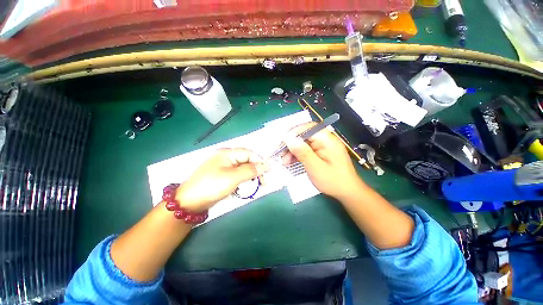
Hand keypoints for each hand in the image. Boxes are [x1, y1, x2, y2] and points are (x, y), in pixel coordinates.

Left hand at [176, 148, 268, 211]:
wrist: (189, 202)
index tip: (268, 172)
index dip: (260, 161)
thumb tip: (267, 165)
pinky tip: (245, 187)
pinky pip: (237, 175)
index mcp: (228, 153)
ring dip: (250, 176)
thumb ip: (251, 170)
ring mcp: (224, 167)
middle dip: (256, 170)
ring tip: (256, 186)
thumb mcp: (233, 177)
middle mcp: (226, 158)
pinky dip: (243, 180)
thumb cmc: (212, 186)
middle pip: (247, 160)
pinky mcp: (223, 176)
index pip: (249, 153)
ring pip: (243, 169)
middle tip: (263, 182)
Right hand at [282, 123, 361, 199]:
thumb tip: (288, 138)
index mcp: (327, 139)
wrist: (347, 192)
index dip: (293, 133)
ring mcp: (322, 146)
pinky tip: (290, 162)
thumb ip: (302, 152)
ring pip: (303, 143)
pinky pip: (306, 150)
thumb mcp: (315, 167)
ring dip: (292, 150)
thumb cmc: (333, 180)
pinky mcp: (320, 152)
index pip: (307, 128)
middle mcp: (325, 139)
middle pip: (304, 135)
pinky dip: (297, 155)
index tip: (281, 143)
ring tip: (284, 161)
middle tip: (280, 154)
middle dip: (290, 144)